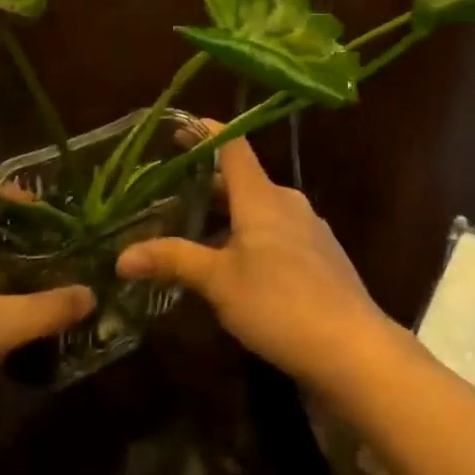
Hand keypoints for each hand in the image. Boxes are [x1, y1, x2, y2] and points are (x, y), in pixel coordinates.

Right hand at [116, 134, 394, 386]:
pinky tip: (235, 266)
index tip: (177, 128)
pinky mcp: (320, 255)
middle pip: (242, 180)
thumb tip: (121, 256)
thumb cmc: (279, 303)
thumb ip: (173, 261)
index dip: (205, 132)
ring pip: (259, 209)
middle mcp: (287, 202)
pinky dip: (250, 236)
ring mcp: (308, 228)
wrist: (353, 346)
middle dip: (207, 184)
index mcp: (261, 195)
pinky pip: (277, 231)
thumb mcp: (219, 282)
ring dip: (228, 215)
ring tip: (194, 233)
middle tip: (168, 193)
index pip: (232, 145)